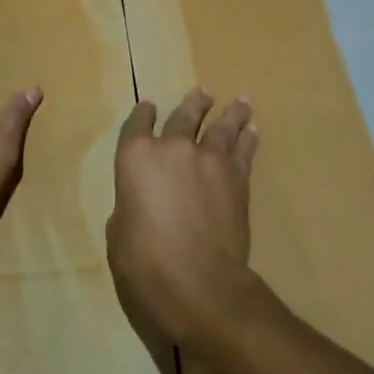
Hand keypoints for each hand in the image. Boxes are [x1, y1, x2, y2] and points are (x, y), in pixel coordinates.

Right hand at [106, 88, 259, 347]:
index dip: (143, 114)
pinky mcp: (237, 178)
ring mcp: (208, 160)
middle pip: (185, 116)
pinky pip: (243, 149)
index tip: (148, 108)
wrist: (198, 281)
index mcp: (136, 157)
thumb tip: (140, 206)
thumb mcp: (120, 233)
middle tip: (204, 93)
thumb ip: (130, 207)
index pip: (138, 124)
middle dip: (194, 104)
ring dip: (230, 112)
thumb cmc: (144, 262)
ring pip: (221, 126)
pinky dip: (248, 138)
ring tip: (240, 101)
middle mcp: (172, 148)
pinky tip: (253, 130)